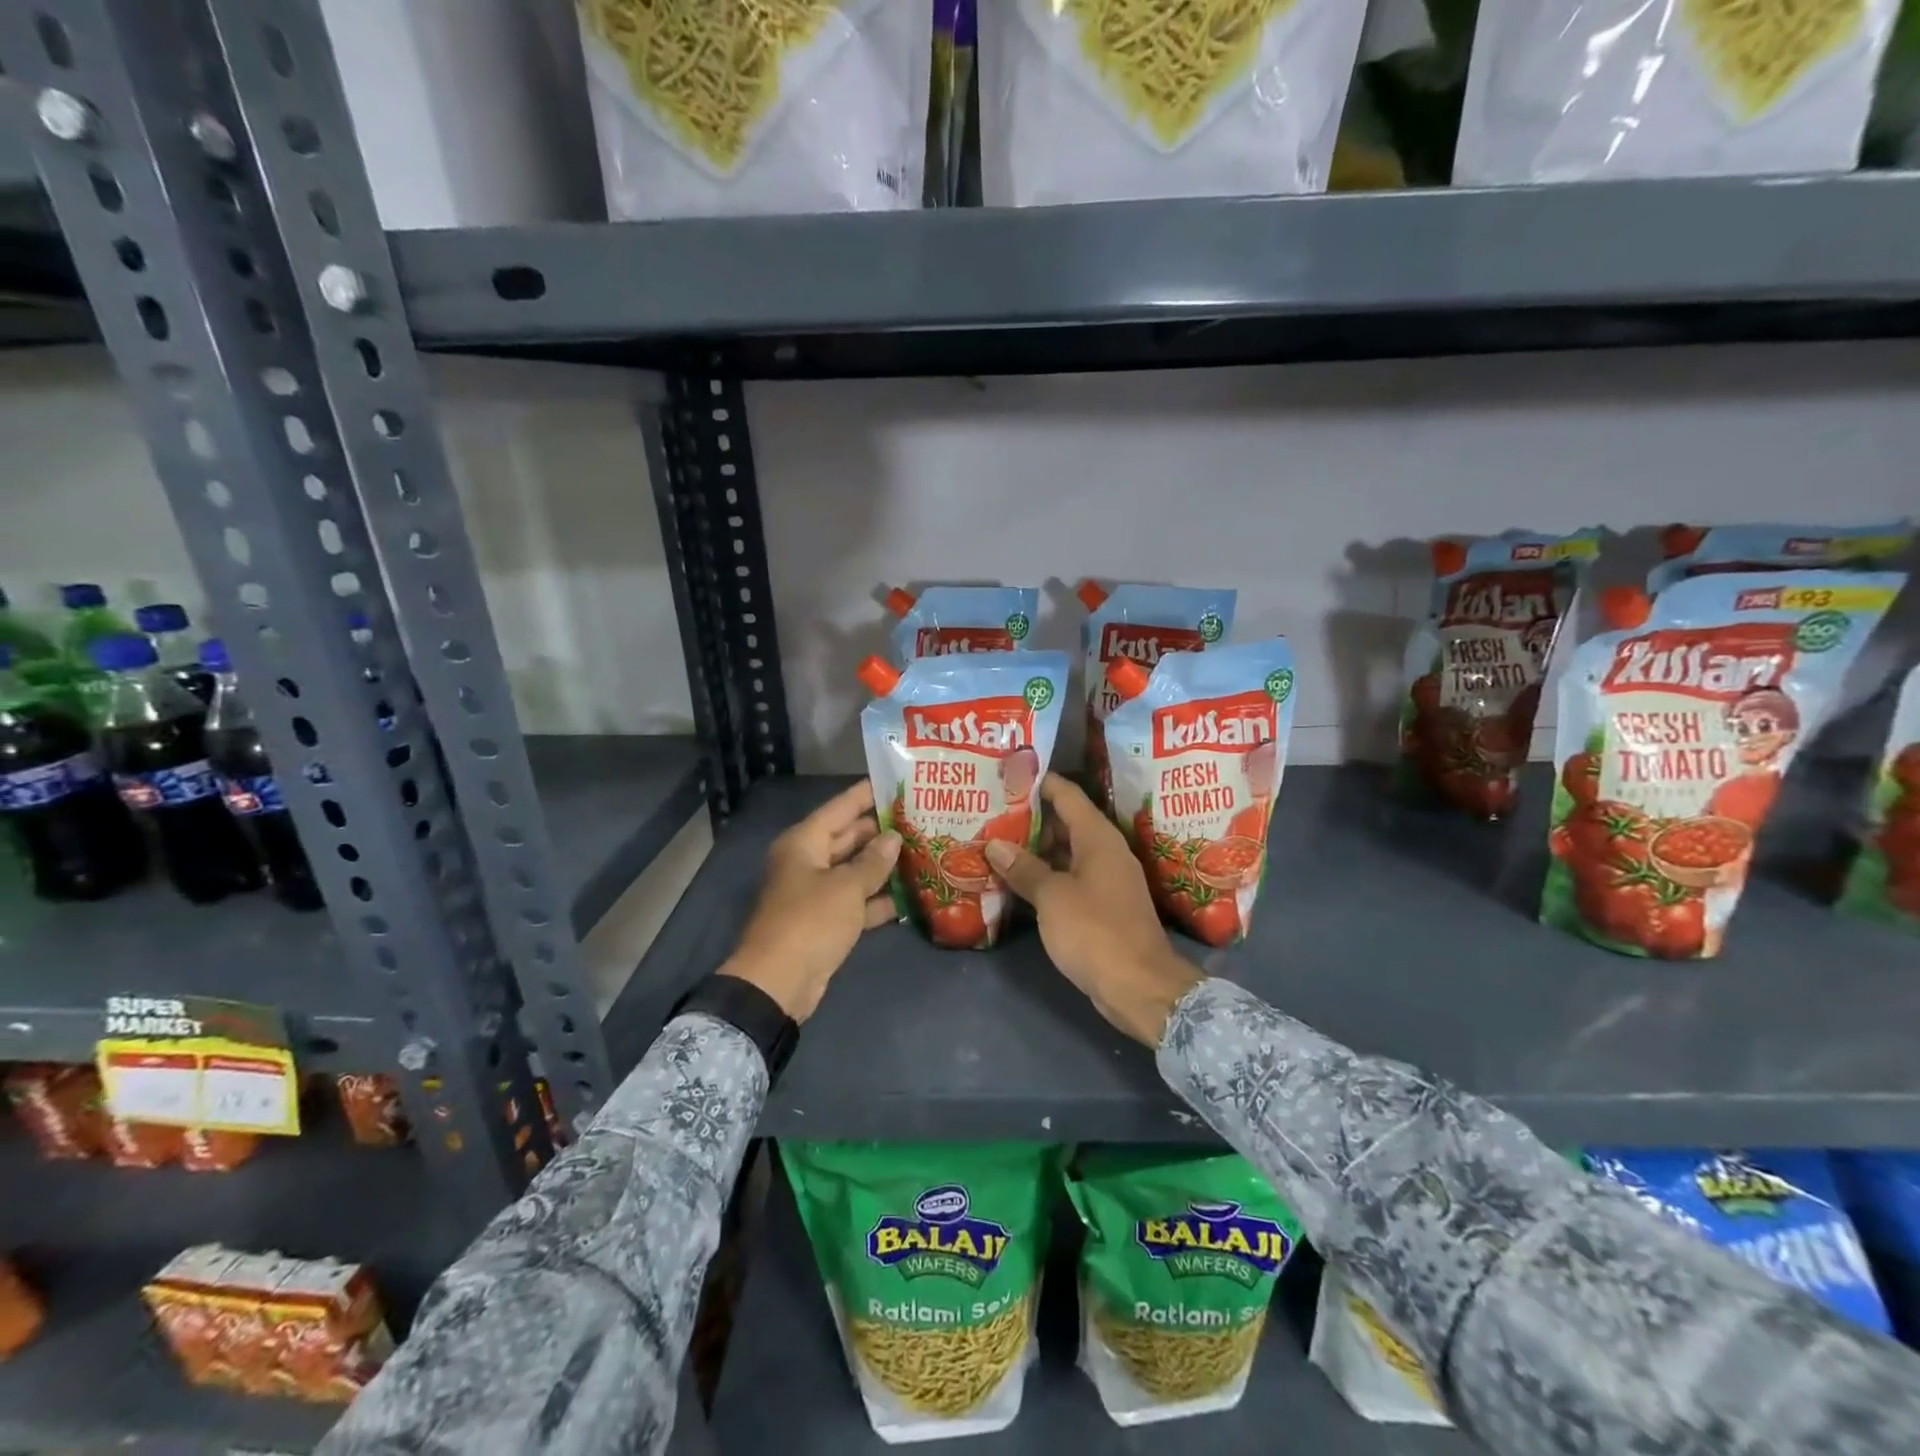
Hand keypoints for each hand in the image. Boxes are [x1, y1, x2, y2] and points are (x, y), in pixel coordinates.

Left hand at [720, 780, 900, 1022]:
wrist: (779, 983)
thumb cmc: (810, 921)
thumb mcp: (846, 887)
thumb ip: (873, 861)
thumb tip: (893, 838)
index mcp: (804, 843)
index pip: (839, 808)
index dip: (866, 794)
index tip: (895, 782)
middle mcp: (808, 862)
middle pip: (848, 838)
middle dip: (881, 831)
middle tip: (920, 818)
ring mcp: (817, 893)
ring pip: (855, 870)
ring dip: (884, 865)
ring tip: (923, 851)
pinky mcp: (826, 922)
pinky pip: (856, 901)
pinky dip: (878, 899)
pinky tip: (910, 895)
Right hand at [985, 775, 1200, 1046]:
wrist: (1140, 987)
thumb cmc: (1095, 931)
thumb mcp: (1052, 897)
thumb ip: (1024, 868)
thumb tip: (995, 844)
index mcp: (1098, 837)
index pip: (1066, 794)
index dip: (1038, 782)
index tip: (1007, 777)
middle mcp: (1105, 851)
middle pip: (1065, 822)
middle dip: (1029, 818)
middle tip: (990, 814)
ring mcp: (1106, 880)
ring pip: (1065, 853)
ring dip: (1034, 850)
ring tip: (995, 845)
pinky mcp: (1102, 906)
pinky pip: (1069, 878)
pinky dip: (1045, 876)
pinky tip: (1016, 882)